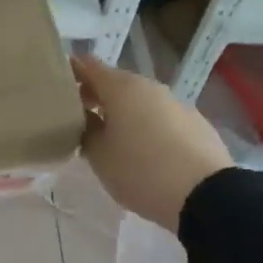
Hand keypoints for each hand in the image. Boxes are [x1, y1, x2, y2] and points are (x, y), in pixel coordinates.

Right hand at [71, 54, 233, 231]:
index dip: (71, 72)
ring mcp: (176, 103)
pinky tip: (143, 150)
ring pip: (139, 101)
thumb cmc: (141, 171)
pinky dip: (145, 125)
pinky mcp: (195, 123)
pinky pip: (160, 117)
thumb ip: (86, 130)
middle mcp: (149, 87)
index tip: (56, 88)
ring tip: (110, 138)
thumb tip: (86, 117)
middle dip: (95, 96)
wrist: (206, 195)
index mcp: (122, 88)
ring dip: (122, 112)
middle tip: (77, 118)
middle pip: (115, 83)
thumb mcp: (99, 156)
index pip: (87, 66)